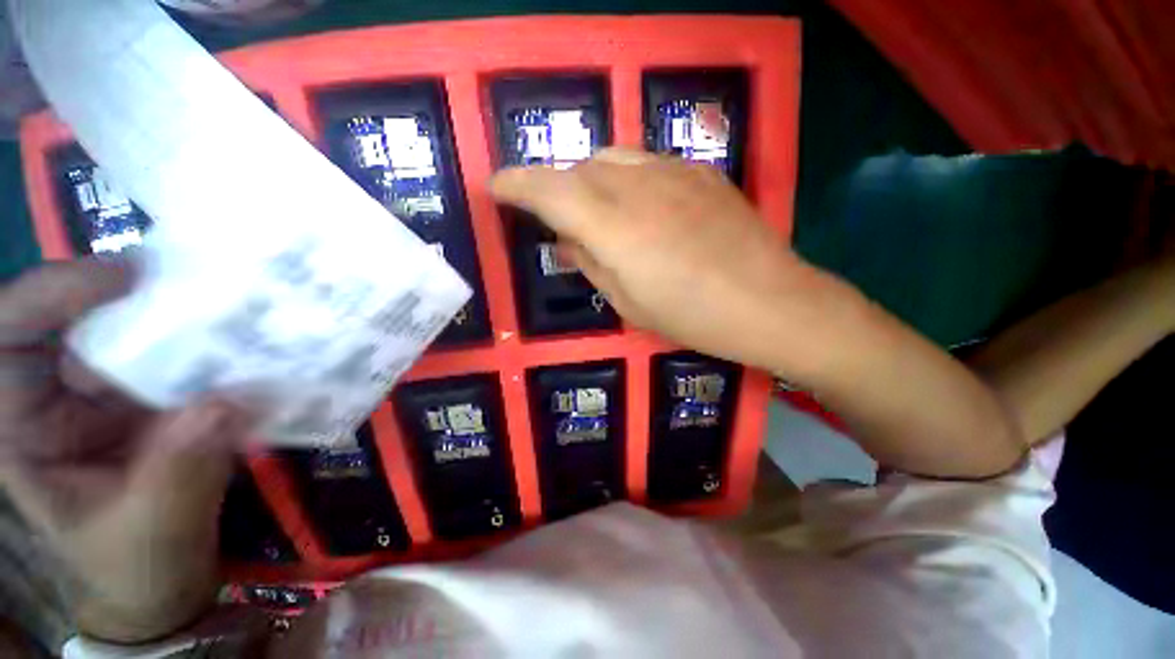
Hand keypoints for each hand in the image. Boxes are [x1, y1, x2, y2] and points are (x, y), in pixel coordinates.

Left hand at [0, 260, 250, 643]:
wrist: (168, 576)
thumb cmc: (139, 564)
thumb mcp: (154, 530)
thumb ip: (179, 472)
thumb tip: (223, 404)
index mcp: (25, 425)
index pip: (10, 334)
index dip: (53, 294)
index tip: (128, 281)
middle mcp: (60, 393)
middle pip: (84, 316)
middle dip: (141, 297)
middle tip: (211, 289)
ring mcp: (112, 391)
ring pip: (140, 329)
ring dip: (190, 318)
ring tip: (245, 310)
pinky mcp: (158, 395)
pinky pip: (184, 354)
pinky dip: (219, 344)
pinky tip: (254, 342)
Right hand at [492, 149, 1023, 477]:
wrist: (771, 303)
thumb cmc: (693, 317)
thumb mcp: (629, 304)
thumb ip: (592, 265)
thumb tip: (566, 243)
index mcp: (614, 227)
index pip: (549, 189)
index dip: (515, 184)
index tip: (496, 187)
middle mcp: (638, 187)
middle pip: (579, 169)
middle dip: (558, 188)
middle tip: (560, 220)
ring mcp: (674, 173)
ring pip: (611, 158)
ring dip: (591, 181)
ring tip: (599, 213)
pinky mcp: (701, 173)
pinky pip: (646, 163)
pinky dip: (626, 179)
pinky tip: (640, 207)